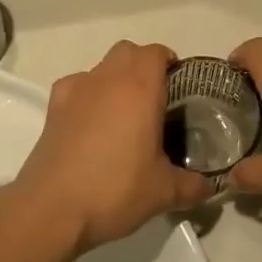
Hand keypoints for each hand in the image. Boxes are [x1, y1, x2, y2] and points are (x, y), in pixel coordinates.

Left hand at [13, 41, 211, 253]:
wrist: (52, 209)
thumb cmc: (115, 190)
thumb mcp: (163, 192)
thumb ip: (192, 186)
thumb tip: (209, 188)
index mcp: (140, 88)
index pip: (157, 53)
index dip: (169, 63)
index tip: (178, 86)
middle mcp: (108, 78)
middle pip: (128, 52)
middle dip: (143, 65)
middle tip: (155, 99)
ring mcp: (76, 89)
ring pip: (101, 66)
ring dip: (115, 78)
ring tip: (123, 114)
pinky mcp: (53, 106)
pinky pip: (77, 85)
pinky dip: (87, 94)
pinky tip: (90, 122)